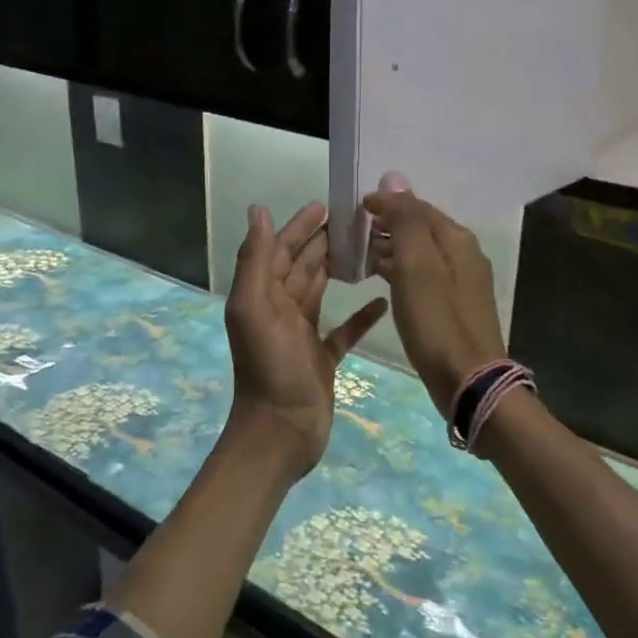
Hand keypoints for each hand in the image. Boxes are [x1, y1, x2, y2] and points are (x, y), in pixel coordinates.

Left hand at [225, 201, 387, 478]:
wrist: (280, 432)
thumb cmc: (269, 367)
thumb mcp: (255, 308)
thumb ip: (255, 260)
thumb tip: (258, 210)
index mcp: (262, 295)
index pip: (280, 250)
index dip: (299, 226)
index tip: (325, 205)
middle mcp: (279, 310)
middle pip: (303, 266)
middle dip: (323, 242)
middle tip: (356, 221)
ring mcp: (301, 335)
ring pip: (321, 292)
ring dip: (340, 270)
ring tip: (369, 249)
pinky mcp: (322, 359)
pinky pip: (344, 330)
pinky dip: (361, 316)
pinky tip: (383, 302)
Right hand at [364, 174, 507, 417]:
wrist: (469, 380)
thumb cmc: (437, 321)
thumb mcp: (416, 266)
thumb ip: (406, 220)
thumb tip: (394, 178)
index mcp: (457, 240)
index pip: (418, 207)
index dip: (387, 203)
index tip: (356, 207)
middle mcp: (464, 255)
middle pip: (421, 228)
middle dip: (389, 224)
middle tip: (354, 231)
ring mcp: (461, 282)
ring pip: (421, 253)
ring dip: (392, 248)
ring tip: (360, 254)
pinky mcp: (453, 307)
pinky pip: (423, 276)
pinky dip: (401, 271)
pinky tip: (381, 281)